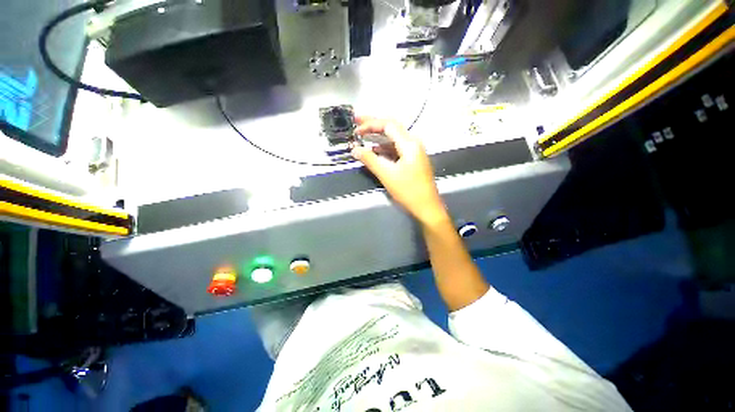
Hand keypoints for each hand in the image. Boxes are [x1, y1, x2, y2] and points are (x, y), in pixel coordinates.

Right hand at [351, 116, 448, 226]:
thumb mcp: (387, 175)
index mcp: (409, 144)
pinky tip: (375, 151)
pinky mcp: (413, 160)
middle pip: (391, 128)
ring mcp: (414, 151)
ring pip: (393, 138)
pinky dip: (384, 148)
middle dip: (373, 125)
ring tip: (363, 136)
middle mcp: (413, 143)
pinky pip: (397, 148)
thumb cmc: (408, 191)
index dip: (370, 124)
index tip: (356, 128)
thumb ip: (370, 160)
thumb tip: (355, 149)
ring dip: (378, 137)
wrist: (427, 207)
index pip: (388, 125)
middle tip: (357, 122)